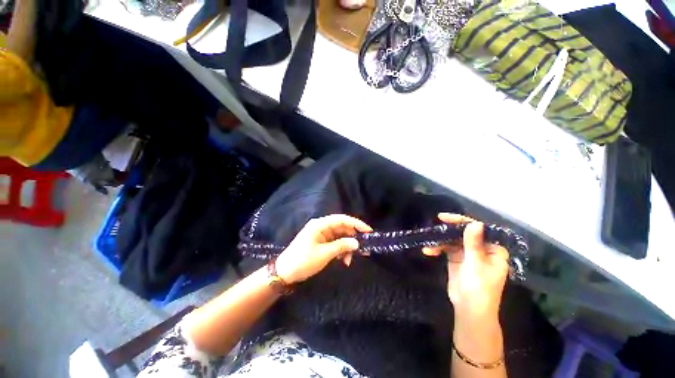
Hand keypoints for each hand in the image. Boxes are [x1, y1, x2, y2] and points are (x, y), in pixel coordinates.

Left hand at [275, 214, 372, 283]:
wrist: (284, 273)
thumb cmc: (303, 261)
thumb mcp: (324, 254)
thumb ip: (341, 246)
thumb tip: (357, 243)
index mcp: (320, 224)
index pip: (342, 219)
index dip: (356, 224)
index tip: (368, 231)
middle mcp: (321, 226)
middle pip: (342, 227)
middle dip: (353, 238)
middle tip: (364, 248)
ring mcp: (321, 234)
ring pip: (339, 236)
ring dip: (347, 246)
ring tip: (350, 260)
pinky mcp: (320, 242)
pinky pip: (335, 243)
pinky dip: (341, 250)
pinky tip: (343, 260)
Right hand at [422, 213, 508, 320]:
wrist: (469, 310)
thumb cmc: (479, 289)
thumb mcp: (475, 265)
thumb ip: (473, 243)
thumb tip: (475, 223)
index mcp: (493, 250)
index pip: (479, 230)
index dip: (462, 221)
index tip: (445, 218)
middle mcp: (482, 249)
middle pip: (464, 233)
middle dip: (448, 231)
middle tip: (435, 226)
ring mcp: (468, 254)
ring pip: (453, 240)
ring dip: (440, 241)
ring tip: (429, 244)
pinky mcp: (457, 259)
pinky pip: (446, 248)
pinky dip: (437, 248)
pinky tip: (428, 251)